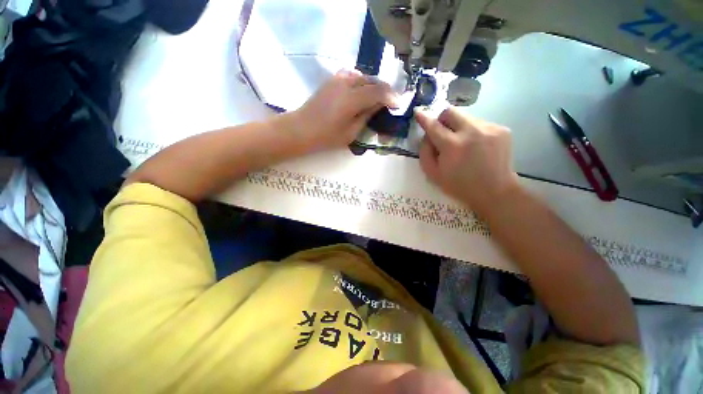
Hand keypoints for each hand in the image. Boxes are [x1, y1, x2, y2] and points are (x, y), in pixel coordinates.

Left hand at [290, 69, 397, 151]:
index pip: (379, 91)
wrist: (301, 129)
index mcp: (352, 99)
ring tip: (377, 97)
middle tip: (390, 101)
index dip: (391, 97)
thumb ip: (366, 116)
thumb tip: (377, 106)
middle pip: (372, 81)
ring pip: (362, 76)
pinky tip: (361, 91)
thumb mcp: (350, 132)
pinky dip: (361, 81)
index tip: (398, 105)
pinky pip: (351, 75)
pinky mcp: (331, 80)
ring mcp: (337, 79)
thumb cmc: (326, 137)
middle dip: (385, 90)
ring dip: (373, 85)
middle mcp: (346, 83)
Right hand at [415, 107, 519, 212]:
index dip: (424, 118)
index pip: (433, 126)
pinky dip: (473, 132)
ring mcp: (489, 128)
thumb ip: (425, 153)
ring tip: (463, 145)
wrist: (495, 192)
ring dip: (459, 128)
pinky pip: (480, 123)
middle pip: (450, 112)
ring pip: (466, 117)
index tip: (418, 112)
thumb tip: (427, 136)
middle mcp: (471, 132)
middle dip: (442, 120)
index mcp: (452, 146)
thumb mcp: (433, 174)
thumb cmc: (459, 186)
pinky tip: (477, 147)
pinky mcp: (502, 129)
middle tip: (442, 133)